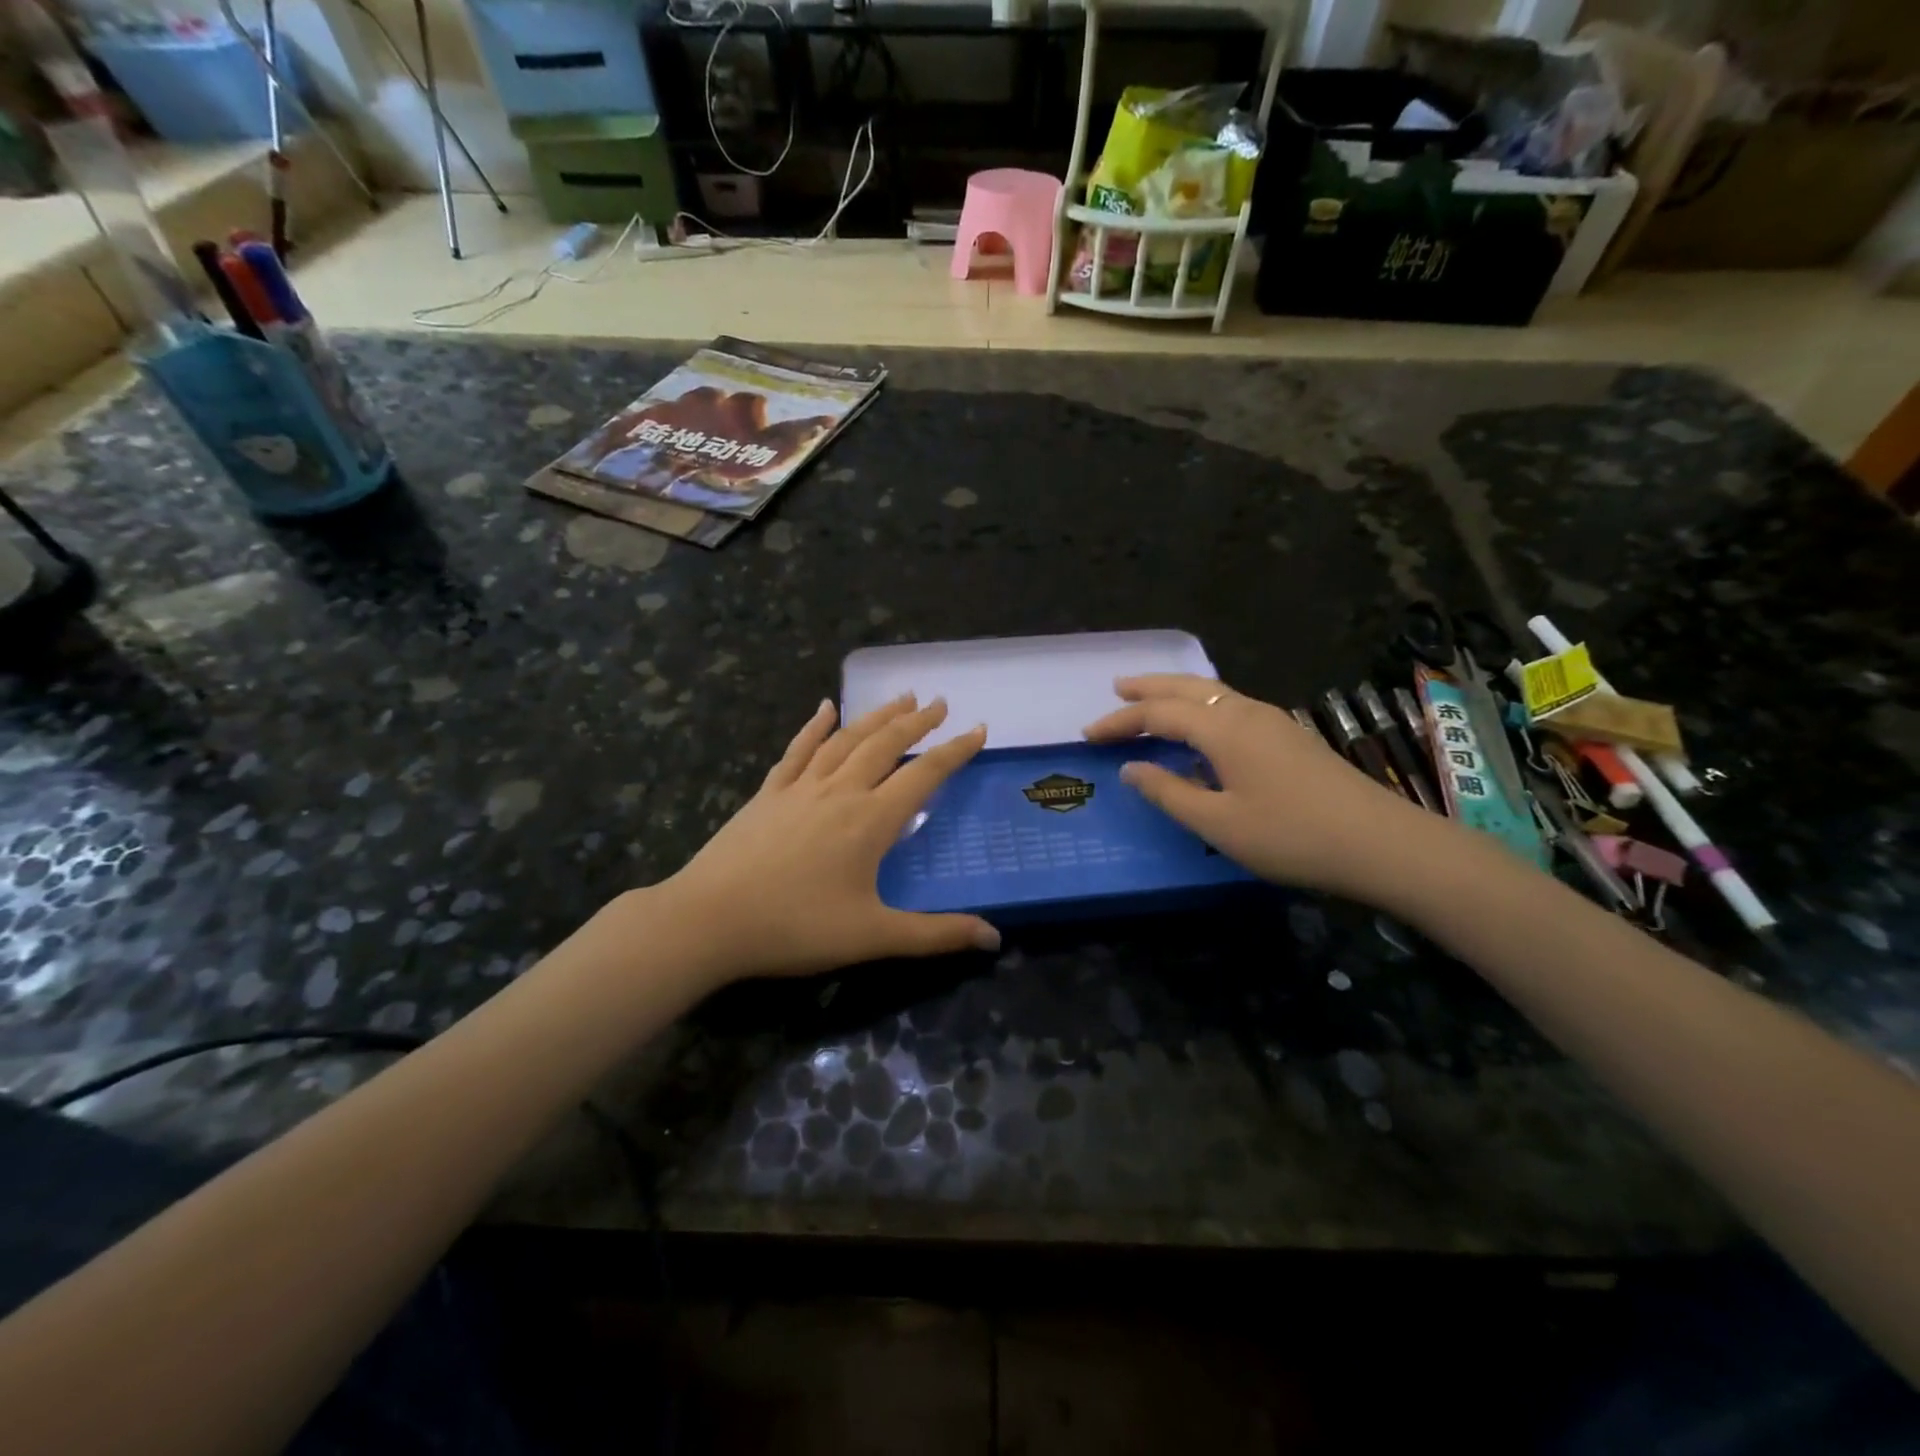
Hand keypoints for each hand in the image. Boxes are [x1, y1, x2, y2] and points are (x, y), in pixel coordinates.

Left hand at [657, 694, 1001, 980]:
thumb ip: (936, 935)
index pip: (924, 774)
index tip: (979, 729)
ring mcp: (801, 788)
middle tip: (939, 702)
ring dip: (876, 716)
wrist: (709, 919)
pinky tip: (824, 708)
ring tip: (900, 698)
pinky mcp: (768, 793)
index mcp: (870, 820)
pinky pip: (798, 750)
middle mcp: (840, 791)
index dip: (955, 751)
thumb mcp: (873, 936)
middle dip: (916, 722)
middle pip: (885, 744)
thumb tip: (994, 938)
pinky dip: (814, 726)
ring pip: (846, 739)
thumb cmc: (795, 928)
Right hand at [1083, 674, 1432, 899]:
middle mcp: (1246, 711)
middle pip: (1187, 687)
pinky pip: (1232, 705)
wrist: (1381, 843)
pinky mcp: (1290, 736)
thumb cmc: (1291, 836)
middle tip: (1117, 687)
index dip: (1120, 722)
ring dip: (1176, 692)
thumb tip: (1132, 768)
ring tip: (1151, 698)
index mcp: (1223, 728)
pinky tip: (1202, 727)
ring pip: (1214, 692)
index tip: (1088, 734)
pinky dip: (1202, 705)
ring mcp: (1273, 721)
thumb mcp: (1218, 823)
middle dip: (1148, 687)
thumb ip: (1170, 793)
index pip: (1158, 714)